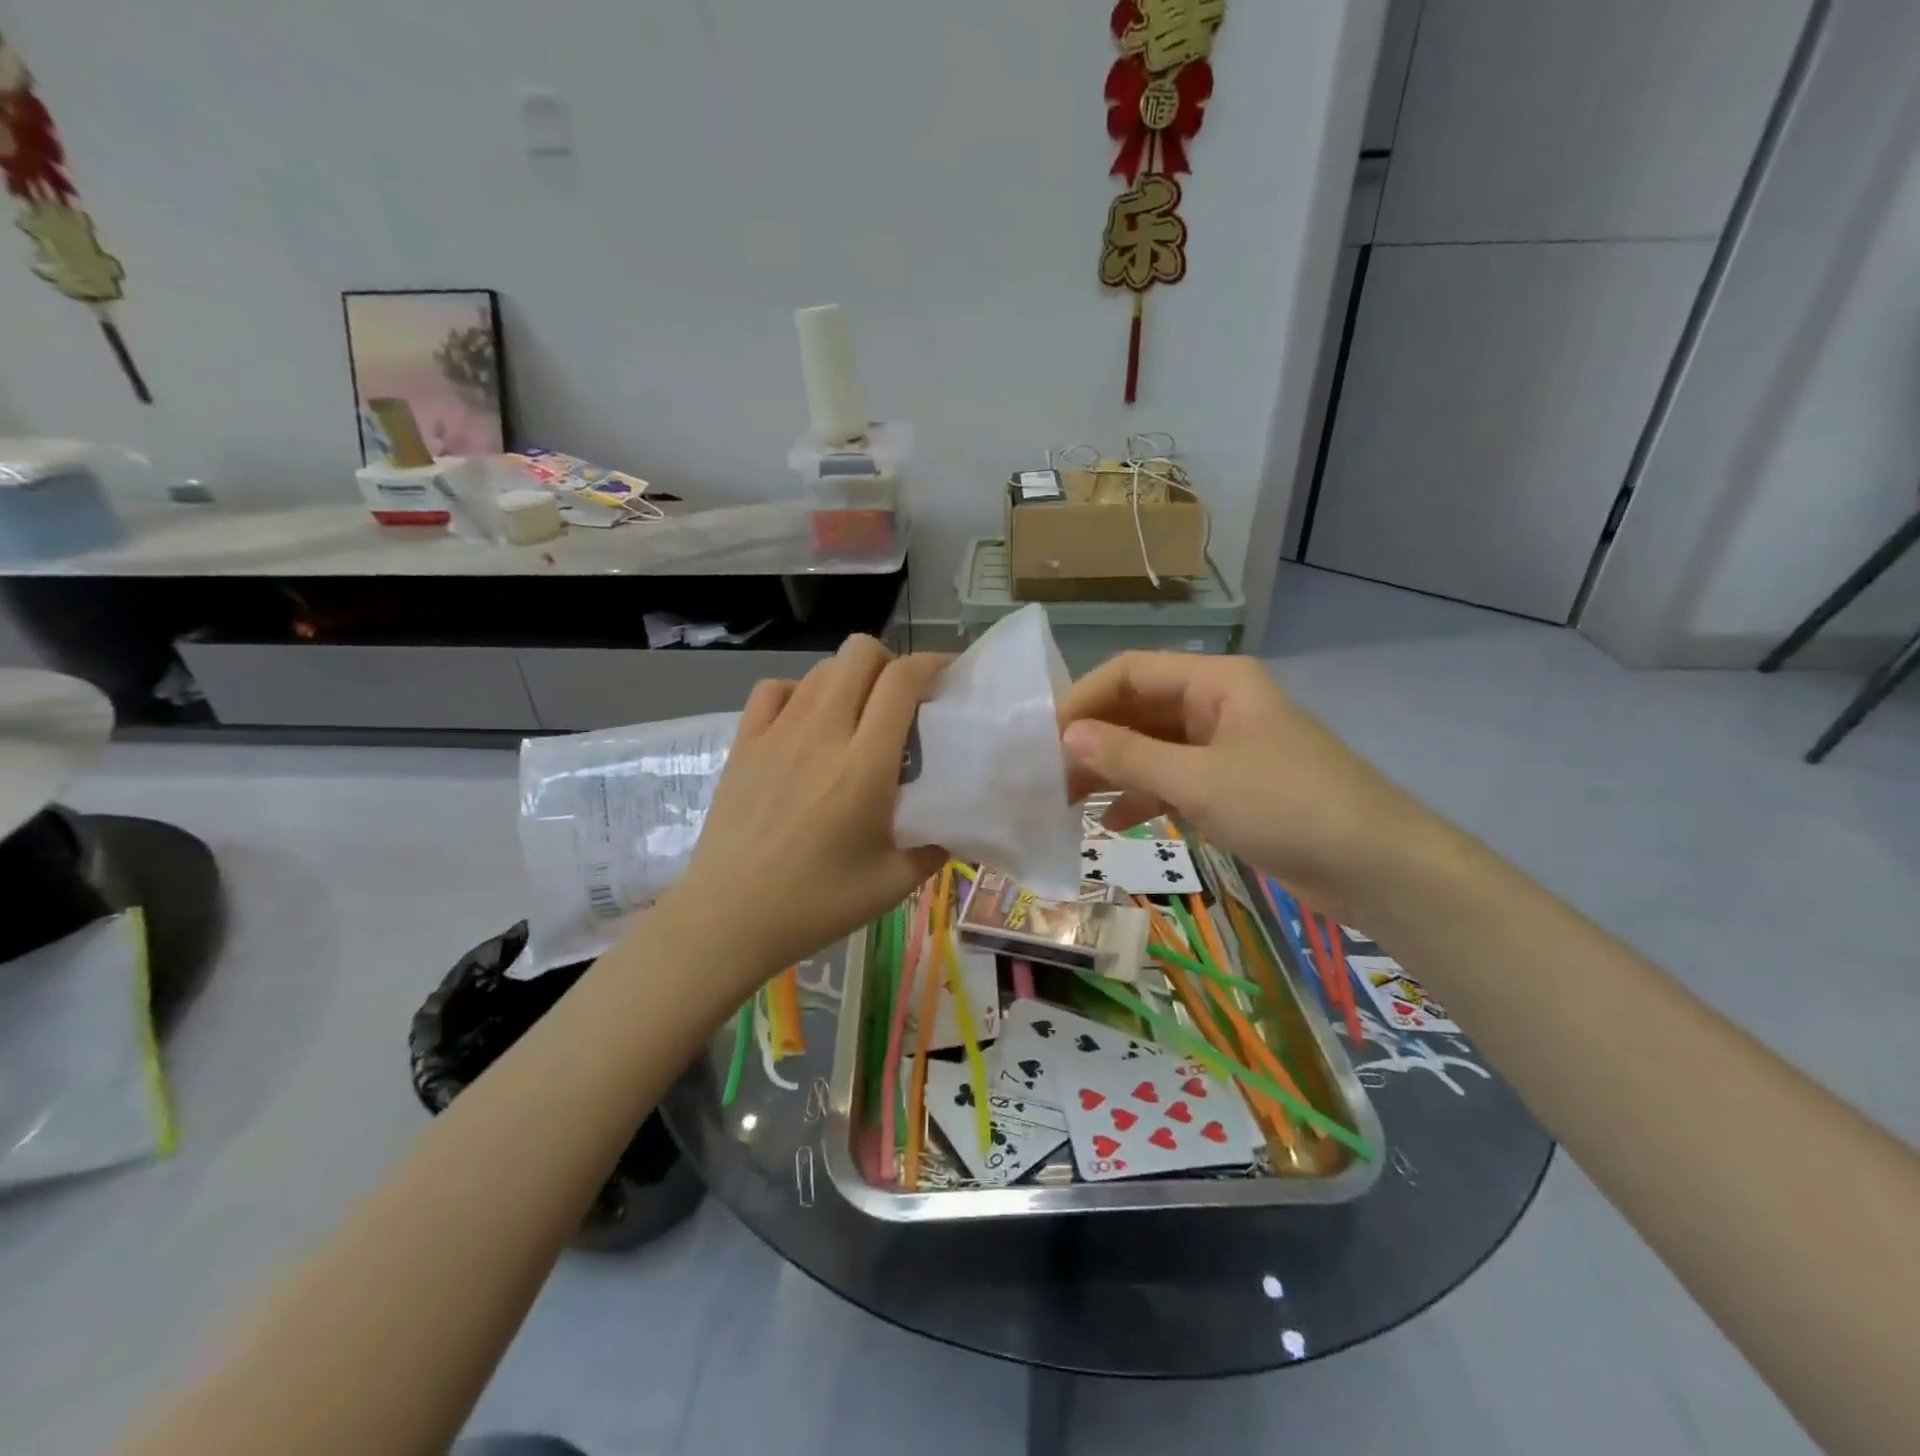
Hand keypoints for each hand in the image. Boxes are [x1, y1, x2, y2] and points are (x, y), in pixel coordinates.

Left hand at [664, 636, 948, 989]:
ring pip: (820, 668)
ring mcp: (776, 733)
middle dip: (890, 662)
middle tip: (901, 701)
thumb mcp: (893, 883)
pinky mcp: (744, 743)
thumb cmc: (815, 904)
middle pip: (859, 653)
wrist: (727, 919)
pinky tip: (806, 723)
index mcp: (865, 764)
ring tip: (858, 715)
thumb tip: (953, 826)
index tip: (948, 675)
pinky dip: (799, 692)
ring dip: (849, 678)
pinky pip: (773, 689)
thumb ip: (934, 847)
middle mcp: (822, 732)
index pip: (901, 681)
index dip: (931, 663)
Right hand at [1057, 653, 1432, 923]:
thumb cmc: (1287, 806)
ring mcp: (1224, 747)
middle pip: (1138, 709)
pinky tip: (1111, 822)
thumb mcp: (1198, 780)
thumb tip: (1065, 736)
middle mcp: (1216, 704)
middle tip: (1047, 775)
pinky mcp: (1231, 786)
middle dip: (1093, 739)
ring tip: (1067, 801)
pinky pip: (1172, 780)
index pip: (1130, 673)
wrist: (1377, 868)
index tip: (1041, 737)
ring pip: (1151, 747)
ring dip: (1112, 770)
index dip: (1082, 700)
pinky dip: (1142, 797)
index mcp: (1215, 682)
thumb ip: (1128, 756)